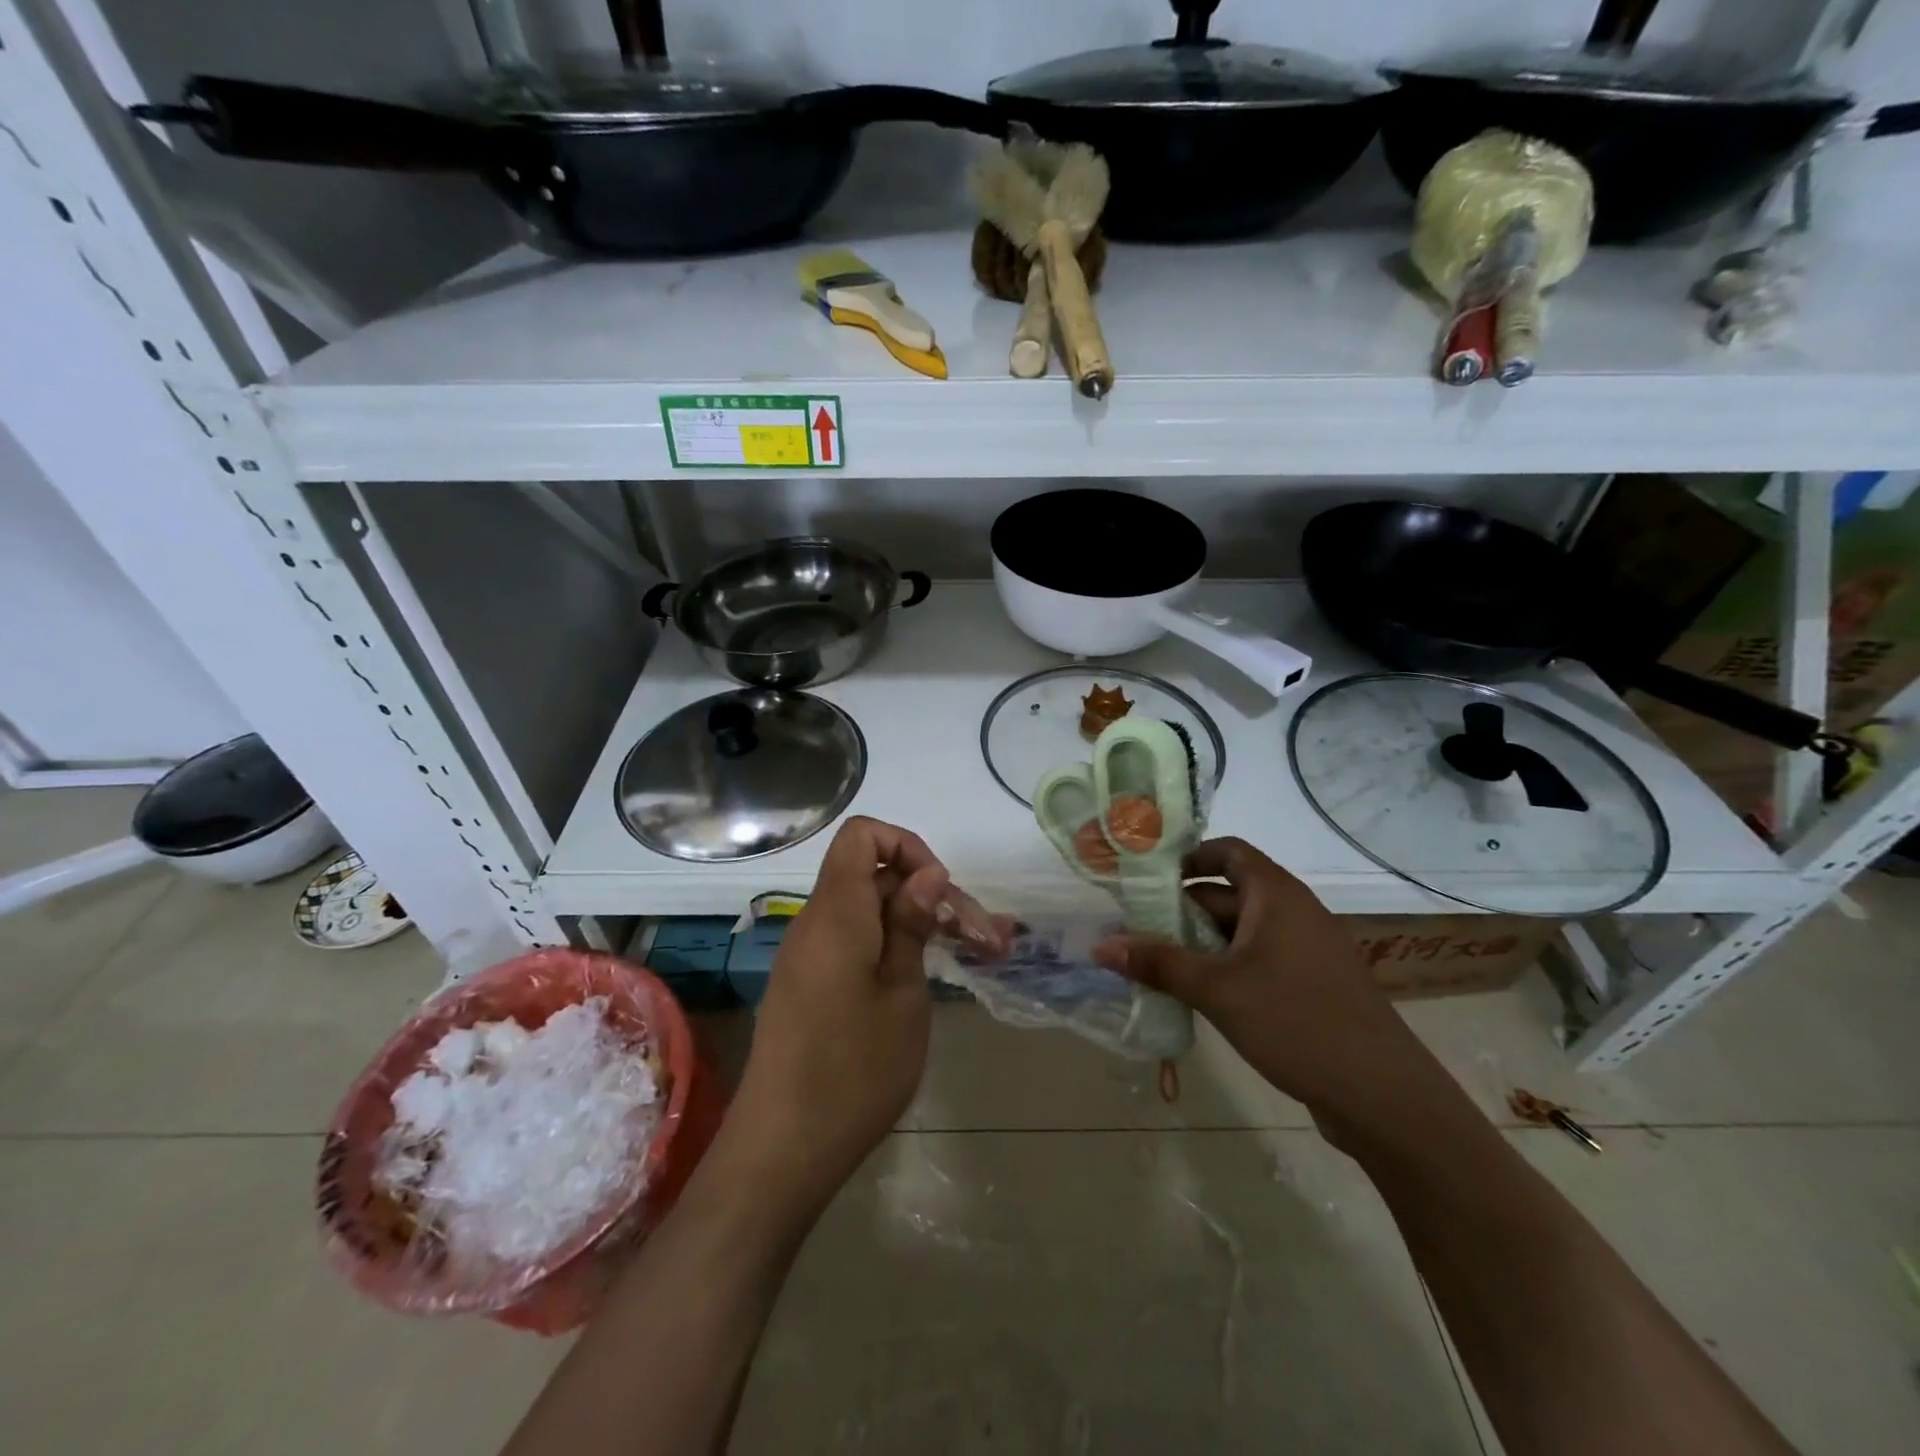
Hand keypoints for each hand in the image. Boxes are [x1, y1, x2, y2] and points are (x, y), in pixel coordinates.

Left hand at [725, 817, 947, 1212]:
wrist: (782, 1150)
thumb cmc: (854, 1069)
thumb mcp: (902, 993)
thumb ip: (912, 925)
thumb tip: (926, 872)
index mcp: (837, 912)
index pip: (862, 835)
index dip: (907, 846)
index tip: (940, 891)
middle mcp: (816, 922)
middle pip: (874, 877)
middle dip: (932, 895)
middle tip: (988, 939)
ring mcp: (809, 955)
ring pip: (870, 913)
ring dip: (920, 925)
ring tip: (977, 956)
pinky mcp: (810, 985)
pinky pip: (854, 942)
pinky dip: (893, 948)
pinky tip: (928, 979)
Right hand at [1094, 838, 1416, 1117]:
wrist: (1382, 1095)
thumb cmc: (1296, 1021)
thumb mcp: (1217, 989)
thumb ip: (1158, 964)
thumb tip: (1100, 945)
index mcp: (1276, 895)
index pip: (1228, 851)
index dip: (1188, 856)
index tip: (1146, 876)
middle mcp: (1292, 912)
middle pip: (1227, 893)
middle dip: (1179, 909)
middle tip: (1132, 927)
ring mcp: (1304, 950)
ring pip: (1239, 932)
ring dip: (1197, 943)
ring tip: (1151, 962)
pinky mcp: (1308, 985)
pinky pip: (1255, 961)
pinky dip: (1222, 968)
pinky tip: (1192, 994)